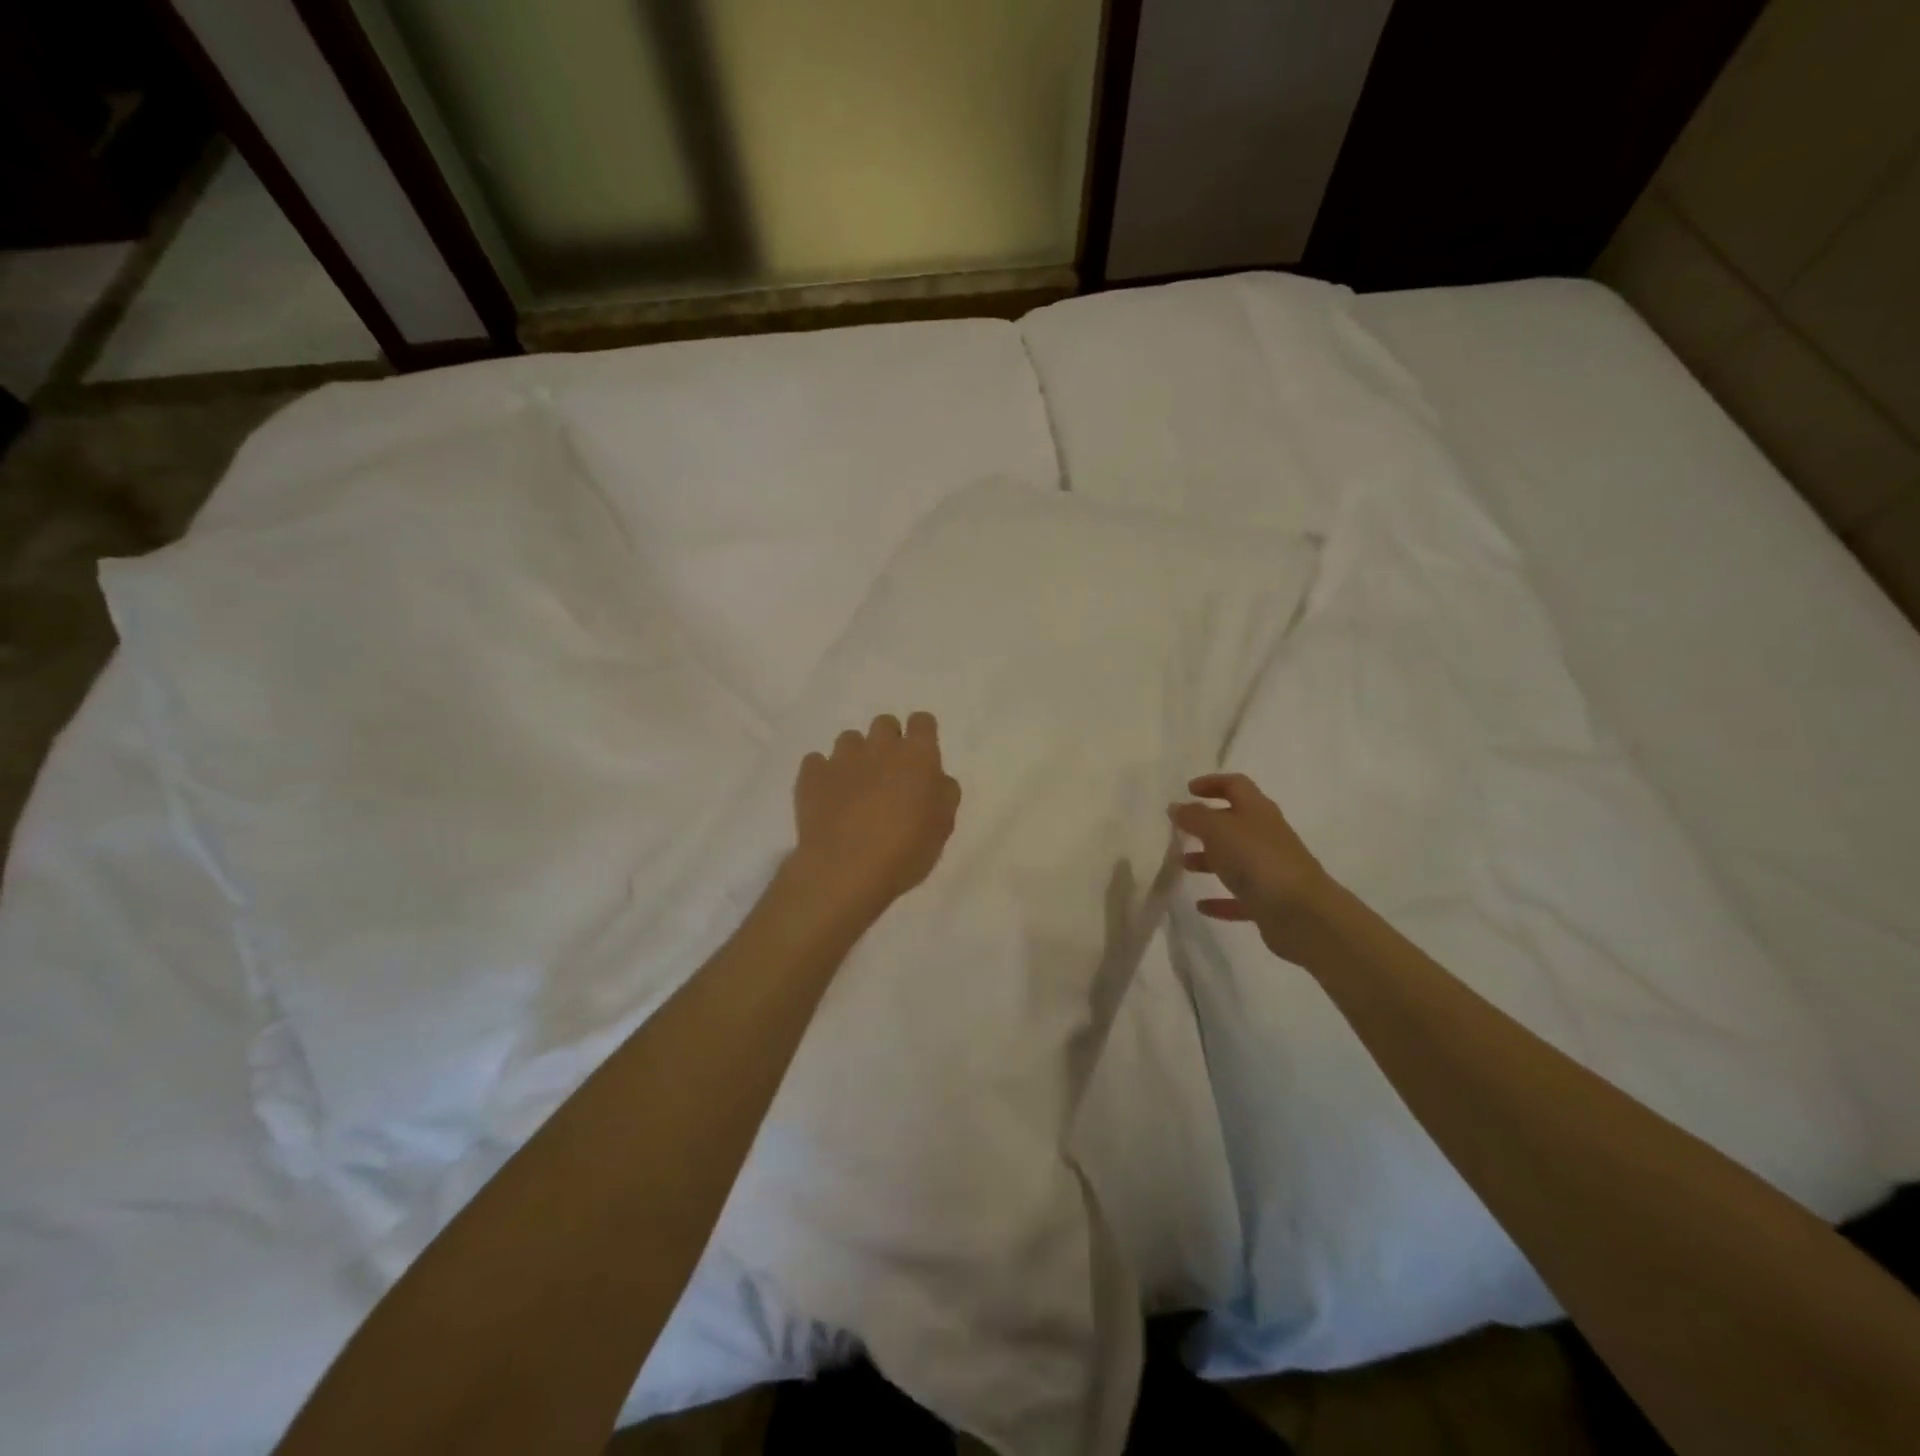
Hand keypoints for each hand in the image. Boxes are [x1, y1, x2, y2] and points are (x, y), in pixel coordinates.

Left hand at [788, 712, 960, 924]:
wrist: (845, 872)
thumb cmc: (905, 852)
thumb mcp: (942, 828)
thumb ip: (943, 794)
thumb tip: (936, 778)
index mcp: (918, 756)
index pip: (922, 722)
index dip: (921, 735)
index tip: (920, 758)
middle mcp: (880, 747)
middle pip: (885, 724)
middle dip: (888, 743)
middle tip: (888, 776)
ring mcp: (842, 758)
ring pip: (849, 739)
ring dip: (855, 757)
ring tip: (854, 790)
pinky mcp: (811, 774)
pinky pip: (817, 761)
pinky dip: (823, 774)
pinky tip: (827, 799)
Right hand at [1170, 772, 1336, 964]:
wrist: (1302, 914)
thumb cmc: (1257, 860)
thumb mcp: (1218, 830)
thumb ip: (1194, 817)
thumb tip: (1176, 807)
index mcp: (1257, 811)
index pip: (1236, 785)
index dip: (1212, 783)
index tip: (1188, 790)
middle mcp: (1266, 836)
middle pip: (1234, 823)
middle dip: (1206, 824)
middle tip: (1180, 830)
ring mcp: (1270, 870)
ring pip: (1235, 859)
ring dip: (1209, 860)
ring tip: (1183, 865)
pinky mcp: (1269, 902)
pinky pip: (1240, 897)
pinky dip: (1220, 899)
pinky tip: (1201, 906)